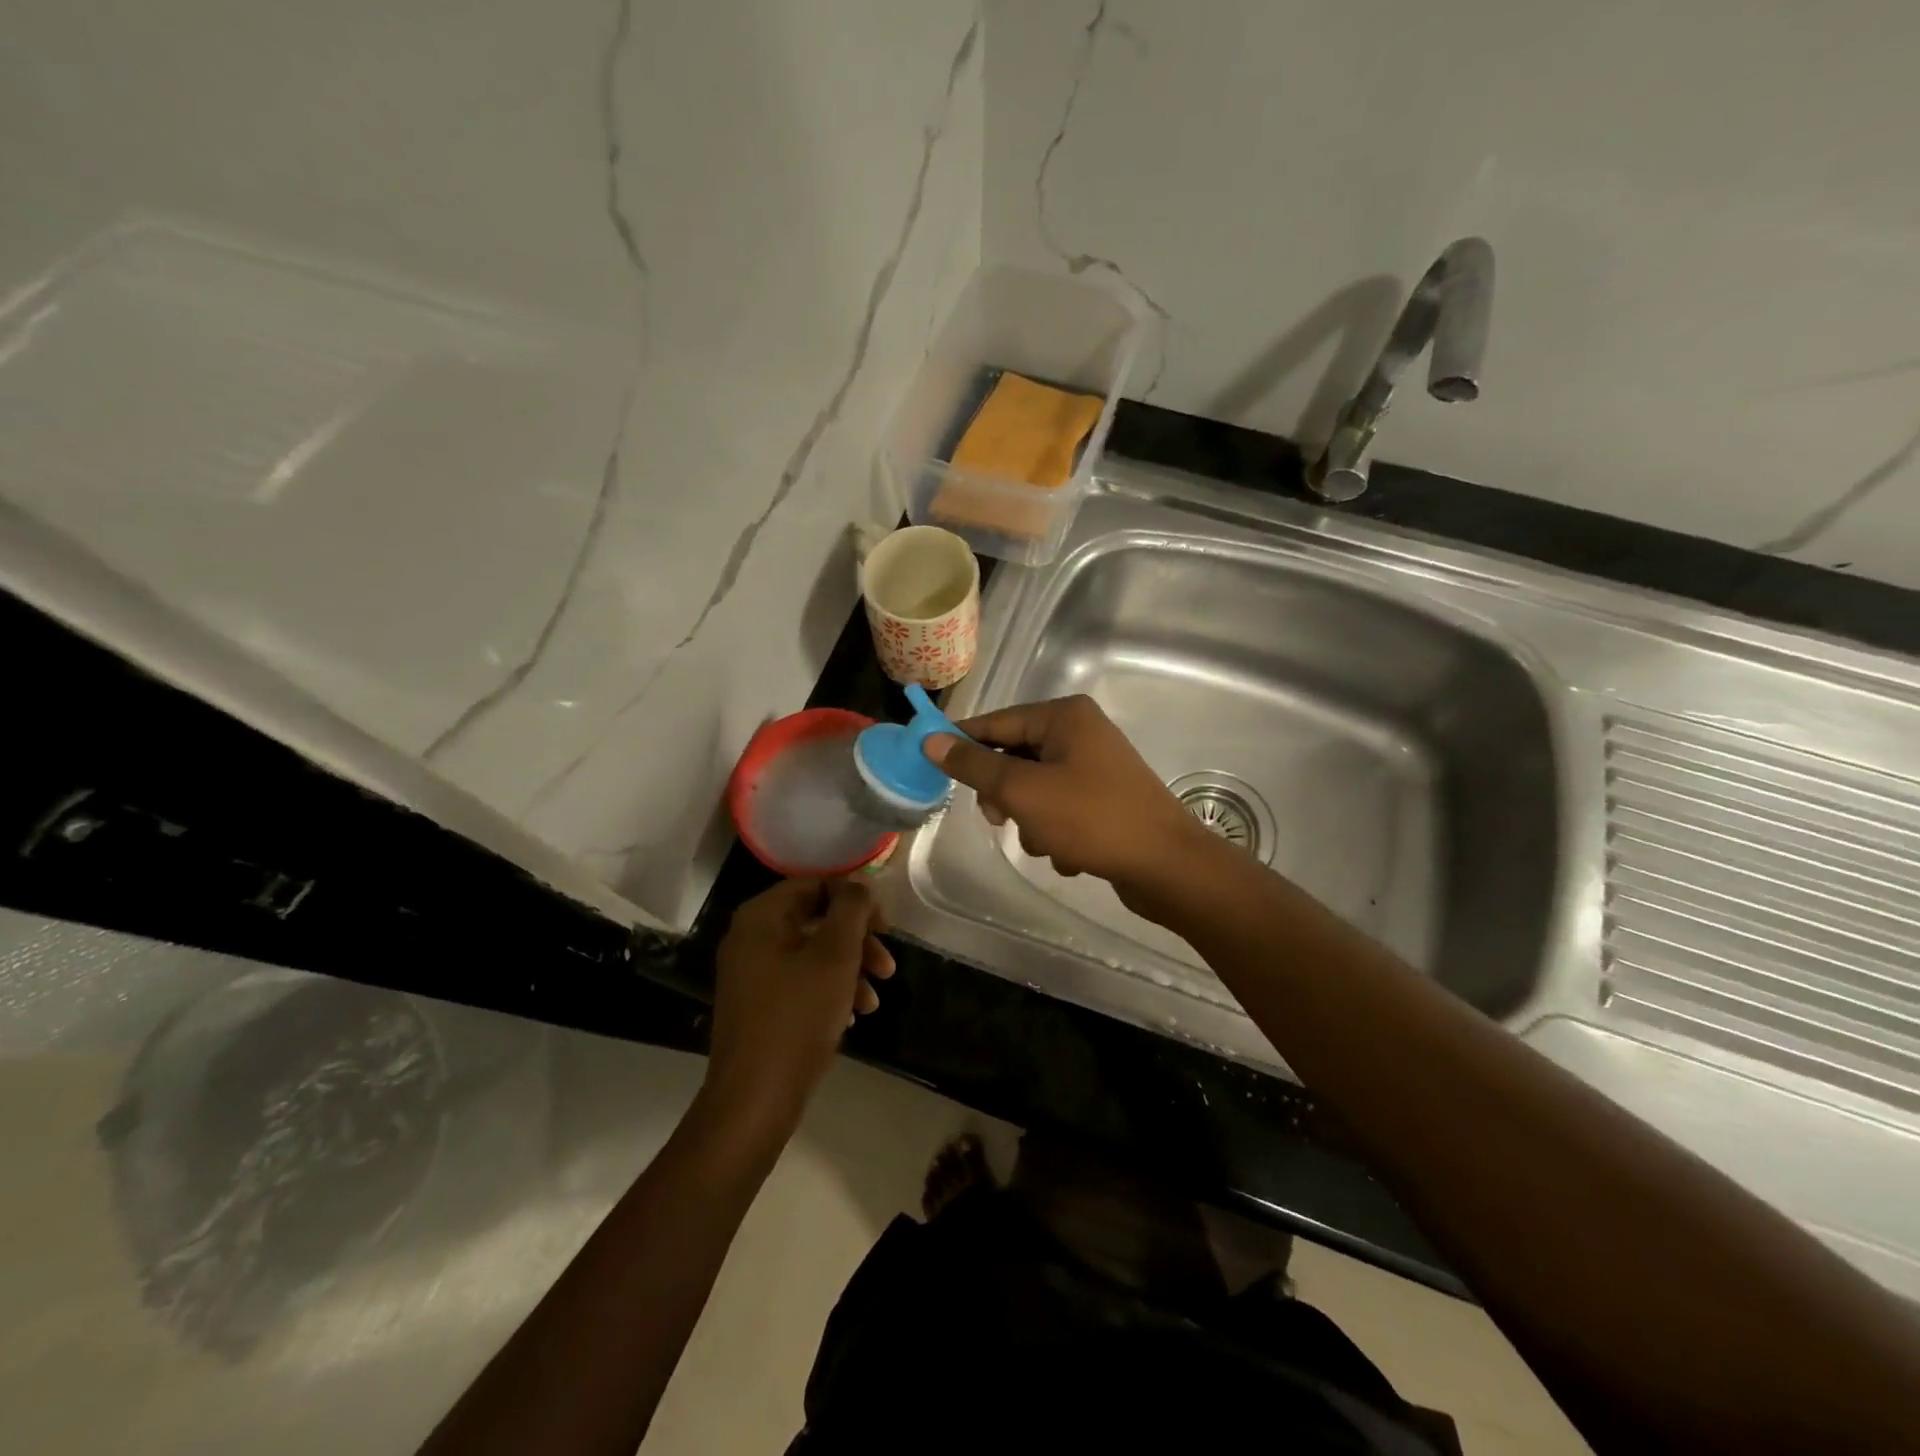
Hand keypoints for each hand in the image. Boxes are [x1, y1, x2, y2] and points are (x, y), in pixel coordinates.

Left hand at [705, 879, 894, 1136]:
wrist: (755, 1100)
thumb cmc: (797, 1017)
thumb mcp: (835, 956)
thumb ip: (851, 909)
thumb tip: (859, 882)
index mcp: (761, 917)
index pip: (815, 884)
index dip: (855, 898)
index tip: (885, 925)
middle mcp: (751, 938)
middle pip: (816, 919)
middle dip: (858, 940)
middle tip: (887, 965)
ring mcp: (752, 974)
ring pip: (813, 954)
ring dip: (850, 969)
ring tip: (875, 999)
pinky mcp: (759, 1006)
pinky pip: (801, 982)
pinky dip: (831, 990)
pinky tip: (854, 1015)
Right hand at [924, 695, 1207, 899]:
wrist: (1167, 866)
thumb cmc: (1092, 819)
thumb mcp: (1023, 791)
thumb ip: (974, 765)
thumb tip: (931, 740)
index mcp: (1064, 717)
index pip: (996, 723)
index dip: (962, 744)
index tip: (931, 767)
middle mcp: (1080, 733)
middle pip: (1014, 758)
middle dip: (1006, 796)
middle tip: (1003, 820)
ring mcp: (1095, 768)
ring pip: (1034, 791)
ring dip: (1032, 823)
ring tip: (1050, 845)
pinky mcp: (1104, 800)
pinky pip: (1060, 811)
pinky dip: (1057, 834)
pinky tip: (1072, 855)